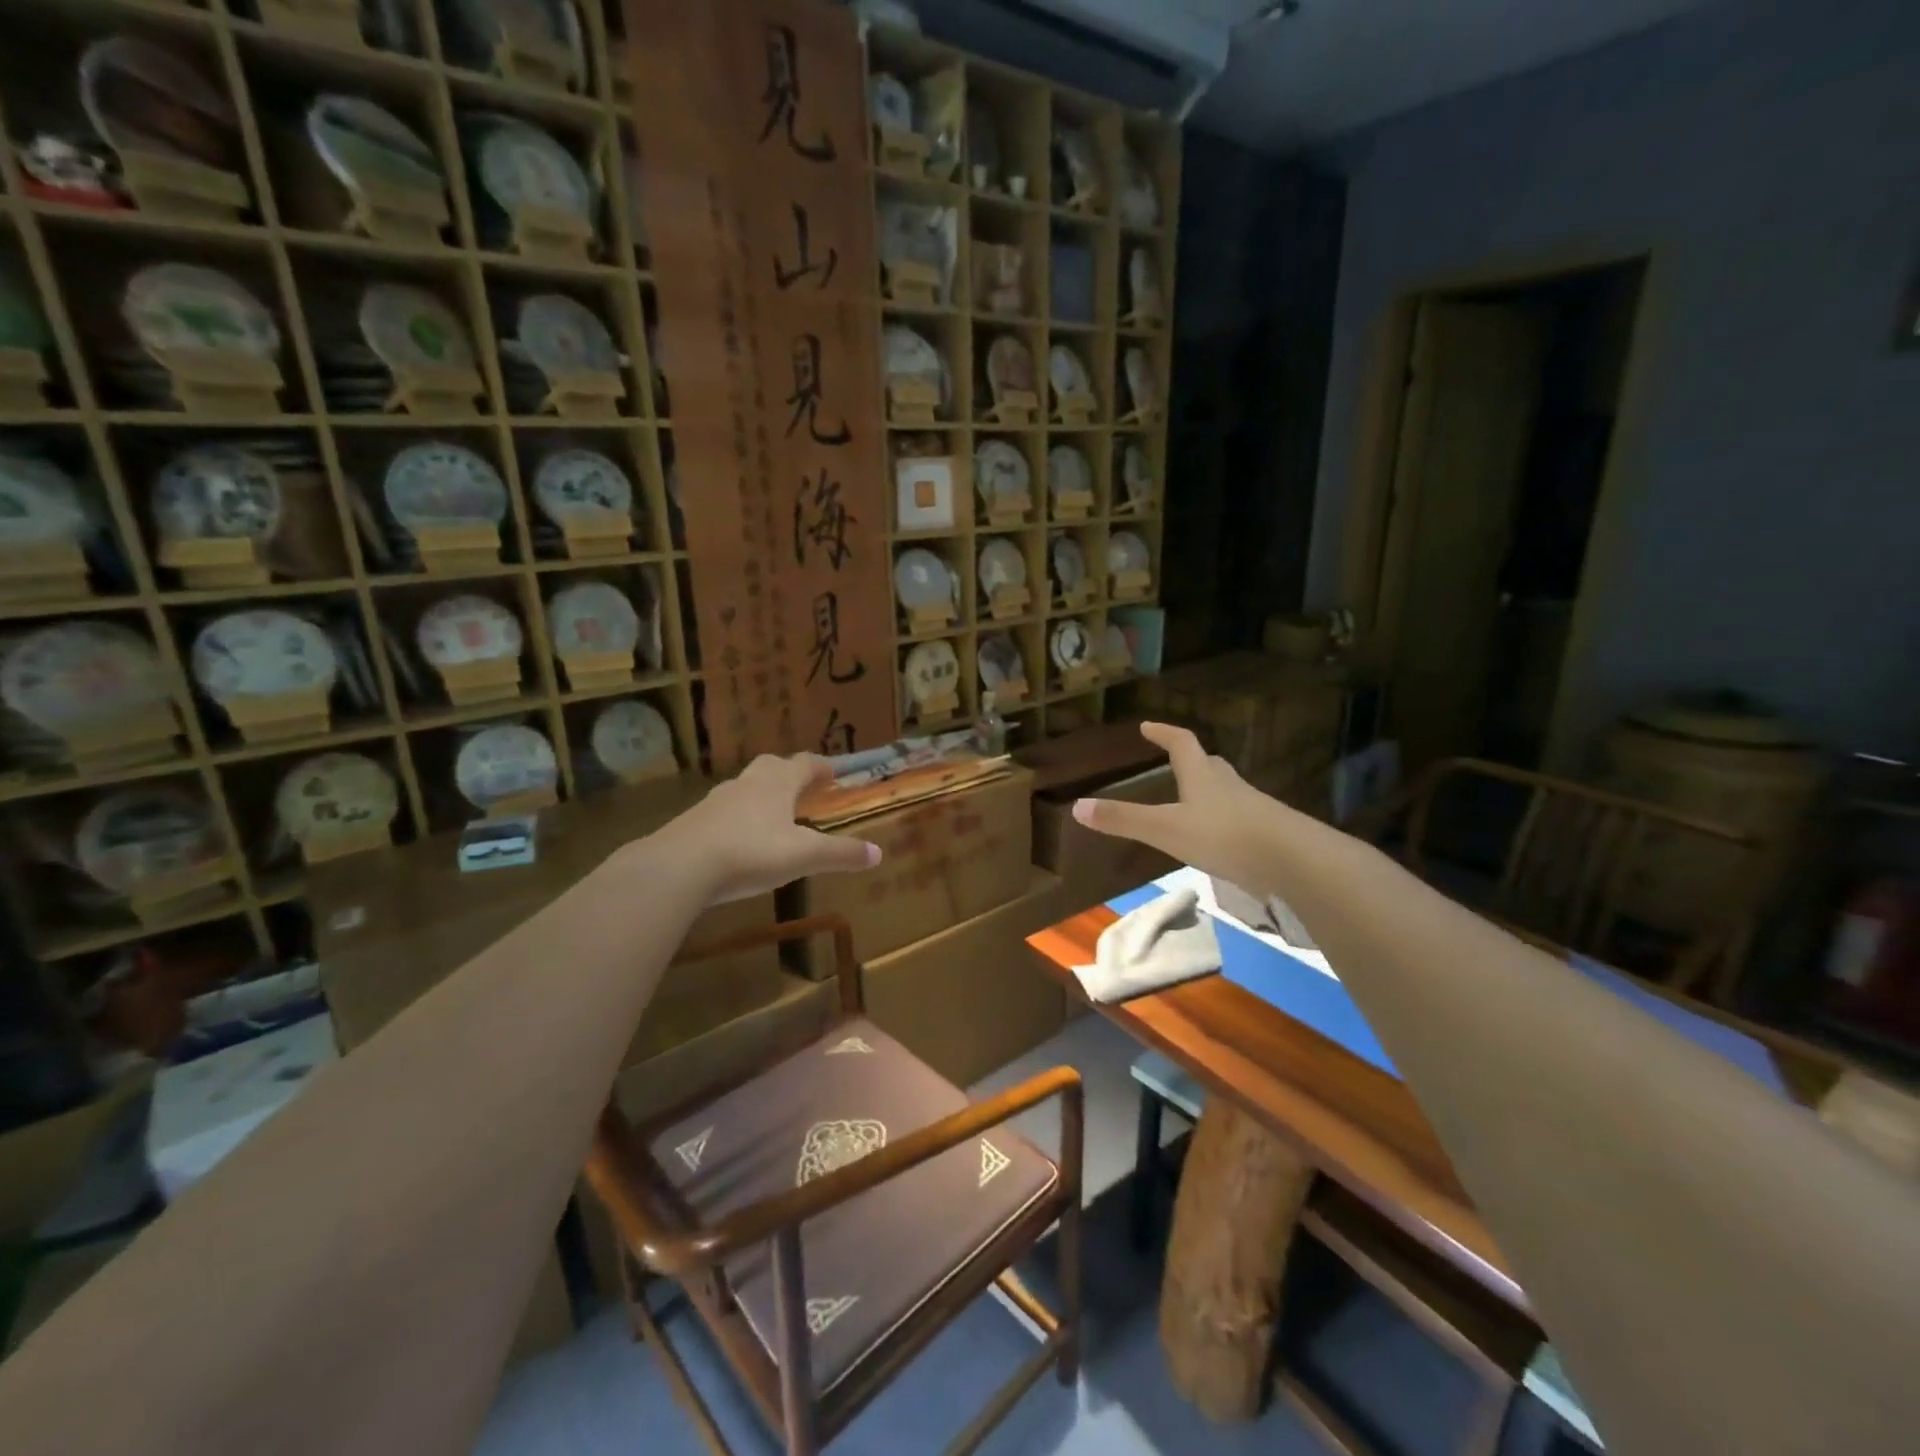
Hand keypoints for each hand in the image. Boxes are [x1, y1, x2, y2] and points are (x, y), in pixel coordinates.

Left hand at [655, 754, 880, 902]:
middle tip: (801, 786)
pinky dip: (736, 819)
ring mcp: (716, 801)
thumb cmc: (752, 852)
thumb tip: (877, 854)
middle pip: (770, 767)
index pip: (804, 764)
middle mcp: (747, 783)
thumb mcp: (804, 856)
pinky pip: (722, 813)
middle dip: (787, 773)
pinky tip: (738, 840)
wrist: (680, 866)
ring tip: (771, 814)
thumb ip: (841, 854)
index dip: (820, 767)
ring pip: (743, 788)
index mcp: (777, 783)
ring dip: (760, 795)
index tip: (832, 771)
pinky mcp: (693, 822)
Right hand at [1072, 722, 1281, 892]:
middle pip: (1209, 764)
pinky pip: (1242, 817)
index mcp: (1202, 775)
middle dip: (1191, 760)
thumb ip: (1124, 820)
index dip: (1163, 732)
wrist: (1293, 859)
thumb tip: (1077, 806)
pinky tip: (1222, 839)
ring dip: (1210, 790)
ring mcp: (1253, 807)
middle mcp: (1229, 784)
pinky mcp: (1269, 832)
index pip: (1181, 743)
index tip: (1147, 726)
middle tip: (1175, 761)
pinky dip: (1227, 820)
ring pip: (1228, 790)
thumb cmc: (1224, 835)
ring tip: (1194, 802)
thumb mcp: (1166, 829)